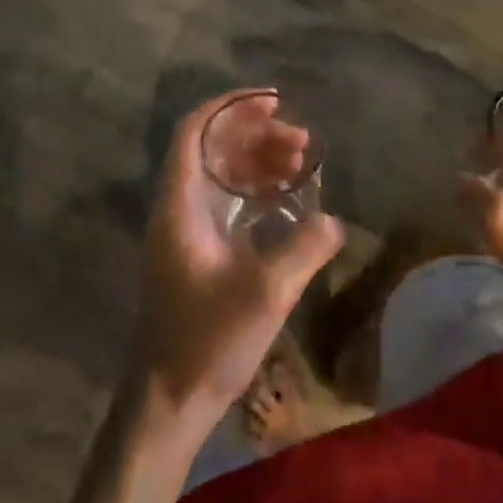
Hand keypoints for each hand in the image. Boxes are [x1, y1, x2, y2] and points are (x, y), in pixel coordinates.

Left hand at [132, 91, 342, 422]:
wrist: (168, 401)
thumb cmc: (208, 341)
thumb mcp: (267, 293)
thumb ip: (305, 248)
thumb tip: (334, 220)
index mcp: (180, 204)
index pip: (196, 130)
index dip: (231, 106)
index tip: (273, 101)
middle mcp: (178, 207)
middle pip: (213, 147)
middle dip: (256, 134)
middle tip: (302, 139)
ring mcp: (187, 230)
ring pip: (221, 174)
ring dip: (259, 161)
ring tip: (302, 161)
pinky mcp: (199, 252)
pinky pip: (227, 201)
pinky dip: (255, 190)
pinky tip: (287, 196)